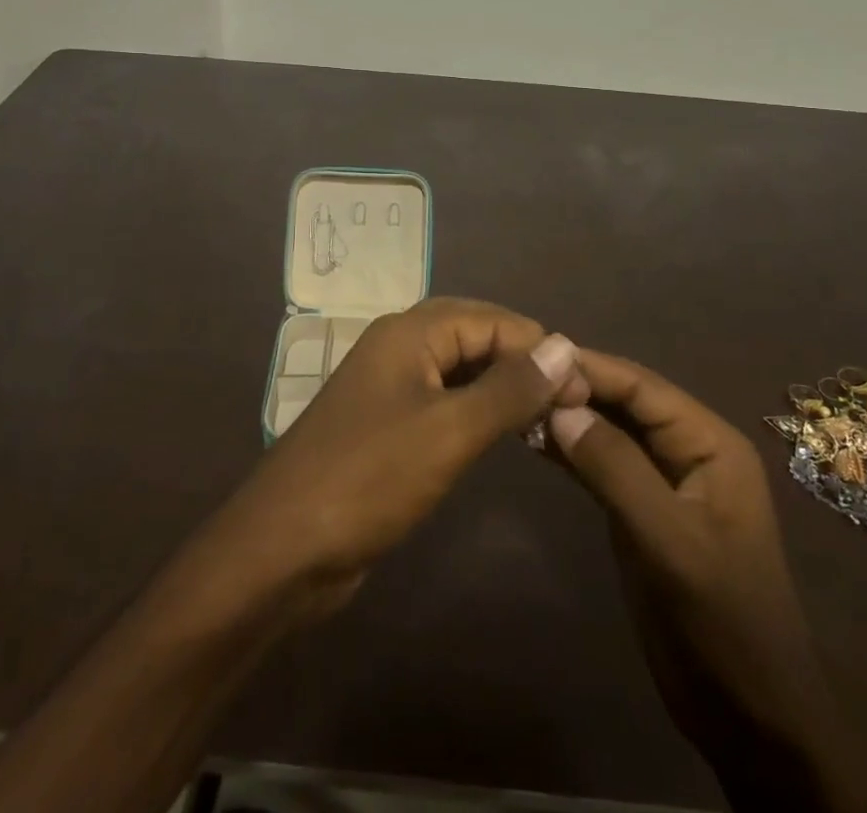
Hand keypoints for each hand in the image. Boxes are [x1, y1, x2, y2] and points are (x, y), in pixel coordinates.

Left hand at [202, 298, 586, 619]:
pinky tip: (501, 434)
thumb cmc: (369, 478)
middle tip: (568, 400)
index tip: (582, 387)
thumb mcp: (449, 431)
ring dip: (501, 385)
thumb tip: (564, 345)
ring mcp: (389, 387)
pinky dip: (476, 410)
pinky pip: (442, 401)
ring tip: (546, 416)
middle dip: (521, 360)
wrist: (284, 547)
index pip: (489, 318)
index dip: (538, 346)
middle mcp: (398, 348)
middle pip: (473, 335)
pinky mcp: (386, 426)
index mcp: (408, 333)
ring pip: (458, 369)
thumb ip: (509, 388)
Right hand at [548, 352, 866, 812]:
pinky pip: (600, 464)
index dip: (590, 368)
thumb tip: (559, 407)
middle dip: (575, 388)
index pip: (642, 387)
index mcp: (710, 443)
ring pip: (608, 430)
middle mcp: (687, 449)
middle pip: (624, 402)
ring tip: (515, 402)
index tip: (535, 358)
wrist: (749, 718)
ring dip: (567, 417)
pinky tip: (533, 441)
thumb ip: (616, 469)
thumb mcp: (671, 542)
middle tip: (516, 378)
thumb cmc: (723, 622)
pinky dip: (569, 451)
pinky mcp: (640, 510)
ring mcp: (663, 480)